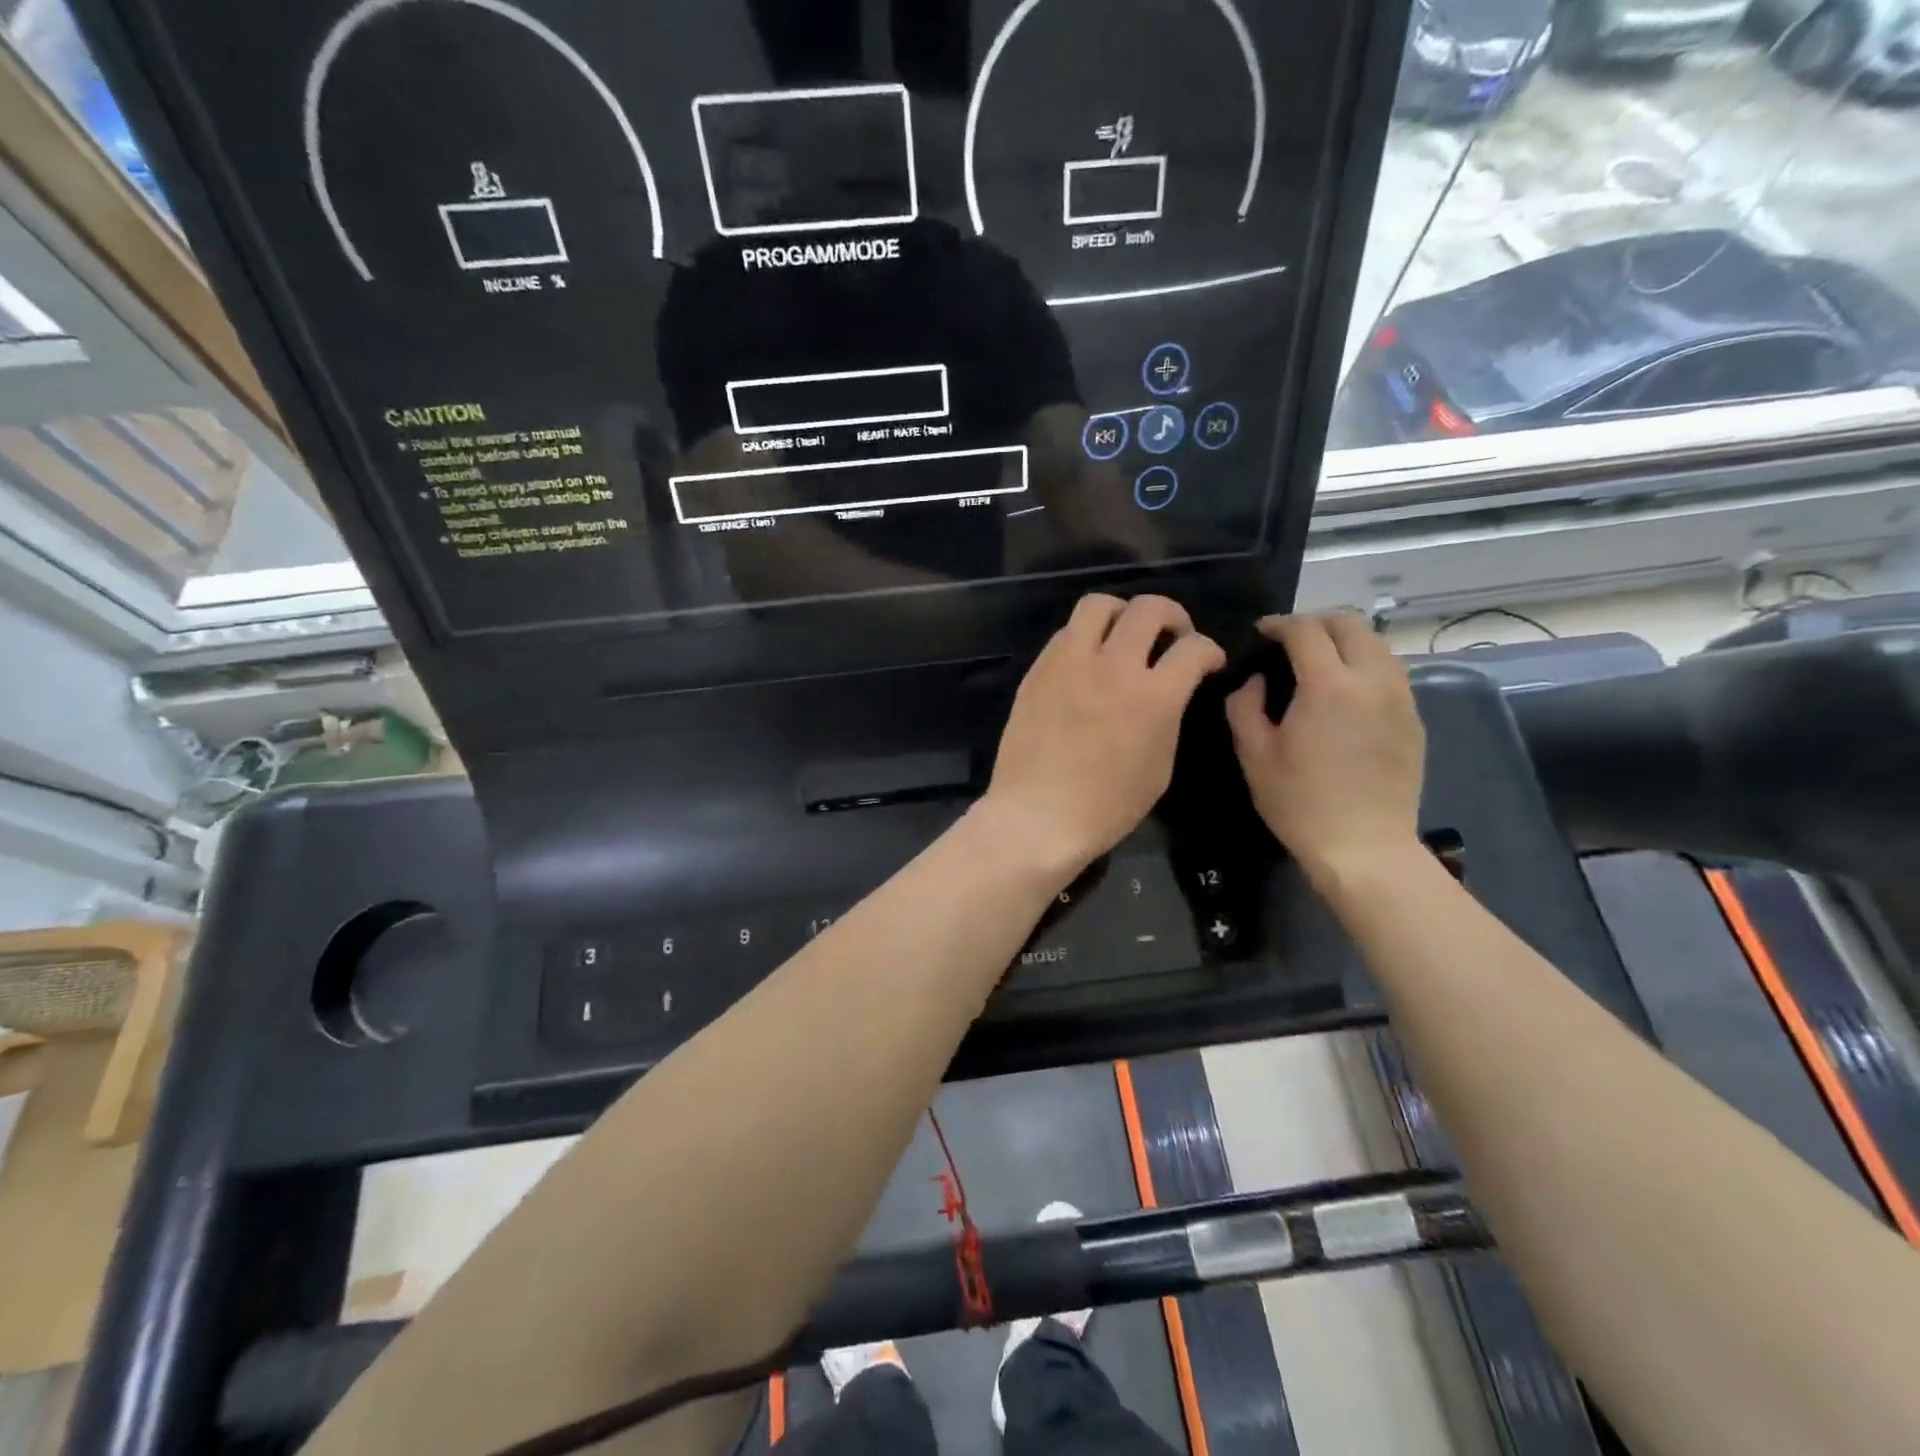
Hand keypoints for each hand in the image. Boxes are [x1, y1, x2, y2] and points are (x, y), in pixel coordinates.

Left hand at [982, 593, 1224, 880]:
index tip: (1208, 661)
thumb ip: (1168, 718)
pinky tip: (1087, 660)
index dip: (1210, 650)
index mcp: (1153, 696)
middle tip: (1173, 636)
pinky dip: (1085, 636)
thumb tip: (1167, 694)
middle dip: (1172, 616)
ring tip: (1124, 635)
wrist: (1037, 816)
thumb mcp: (1159, 768)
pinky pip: (1065, 633)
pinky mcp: (1038, 670)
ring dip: (1122, 613)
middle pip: (1149, 608)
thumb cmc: (1107, 806)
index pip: (1194, 648)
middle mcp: (1113, 666)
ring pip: (1099, 604)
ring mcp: (1070, 663)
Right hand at [1225, 612, 1424, 888]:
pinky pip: (1390, 672)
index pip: (1305, 630)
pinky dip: (1365, 664)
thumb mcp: (1254, 755)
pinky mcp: (1413, 719)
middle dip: (1316, 621)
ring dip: (1345, 640)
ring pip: (1377, 644)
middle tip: (1289, 639)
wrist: (1364, 847)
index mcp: (1328, 685)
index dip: (1279, 624)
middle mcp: (1372, 680)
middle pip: (1350, 623)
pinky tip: (1345, 690)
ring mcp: (1400, 698)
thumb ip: (1244, 706)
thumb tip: (1256, 681)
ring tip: (1319, 660)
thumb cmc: (1300, 803)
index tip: (1261, 631)